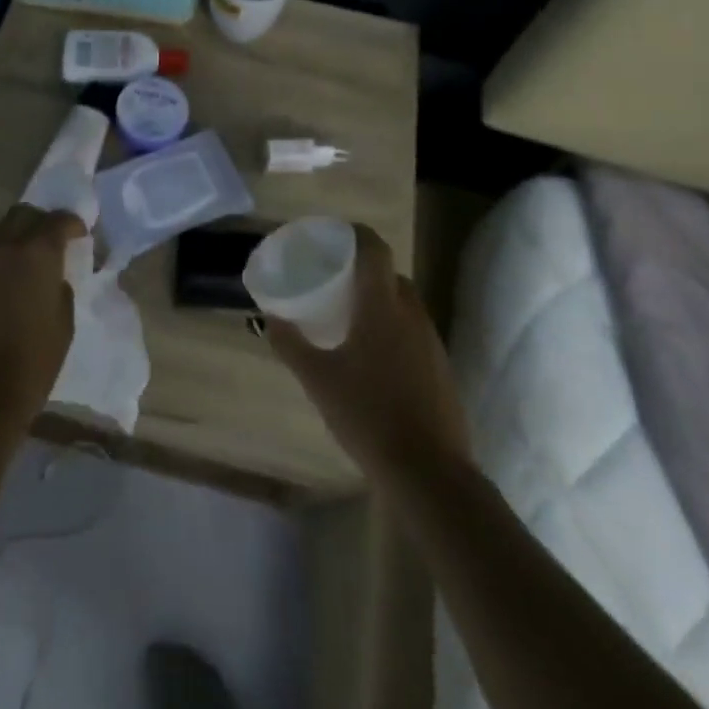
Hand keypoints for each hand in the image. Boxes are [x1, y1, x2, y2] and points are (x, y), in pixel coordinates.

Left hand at [0, 205, 84, 436]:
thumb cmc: (31, 365)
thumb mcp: (63, 326)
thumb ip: (60, 289)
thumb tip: (53, 278)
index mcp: (36, 253)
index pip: (58, 221)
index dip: (73, 223)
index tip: (82, 234)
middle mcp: (4, 247)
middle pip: (24, 215)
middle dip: (42, 221)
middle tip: (57, 240)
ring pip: (1, 230)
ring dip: (20, 235)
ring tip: (34, 258)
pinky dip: (3, 255)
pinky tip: (13, 276)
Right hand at [265, 224, 470, 483]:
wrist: (430, 474)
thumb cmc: (367, 415)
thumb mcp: (317, 379)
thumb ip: (290, 343)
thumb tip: (267, 317)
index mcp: (382, 305)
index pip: (374, 248)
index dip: (355, 234)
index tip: (332, 237)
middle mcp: (411, 313)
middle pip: (389, 273)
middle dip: (362, 270)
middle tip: (332, 279)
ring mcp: (431, 341)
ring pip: (403, 303)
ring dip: (379, 299)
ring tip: (348, 316)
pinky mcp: (441, 368)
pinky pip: (413, 331)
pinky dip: (393, 327)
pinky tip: (373, 356)